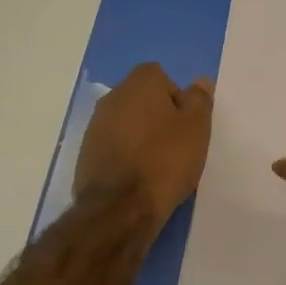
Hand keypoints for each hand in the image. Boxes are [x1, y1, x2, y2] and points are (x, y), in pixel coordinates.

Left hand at [75, 63, 213, 224]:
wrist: (119, 207)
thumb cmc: (165, 160)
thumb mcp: (196, 128)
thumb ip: (199, 100)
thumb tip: (199, 81)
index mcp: (139, 84)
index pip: (161, 77)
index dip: (177, 98)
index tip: (186, 124)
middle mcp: (112, 97)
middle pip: (142, 99)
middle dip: (158, 117)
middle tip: (176, 144)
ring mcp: (95, 126)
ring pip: (126, 123)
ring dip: (141, 136)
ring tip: (158, 165)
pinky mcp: (86, 153)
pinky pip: (113, 145)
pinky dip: (126, 155)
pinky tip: (137, 178)